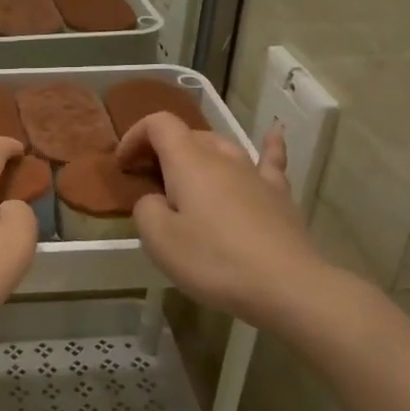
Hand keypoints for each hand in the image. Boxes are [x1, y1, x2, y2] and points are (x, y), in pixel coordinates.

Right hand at [118, 113, 328, 332]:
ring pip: (222, 146)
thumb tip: (156, 200)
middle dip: (162, 149)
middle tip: (148, 179)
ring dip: (199, 151)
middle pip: (188, 135)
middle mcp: (222, 158)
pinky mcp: (278, 194)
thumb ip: (146, 210)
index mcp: (188, 162)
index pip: (158, 125)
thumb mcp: (159, 241)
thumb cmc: (214, 261)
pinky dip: (268, 144)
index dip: (135, 136)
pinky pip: (270, 160)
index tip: (123, 165)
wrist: (286, 285)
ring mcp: (254, 173)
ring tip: (187, 171)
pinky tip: (274, 131)